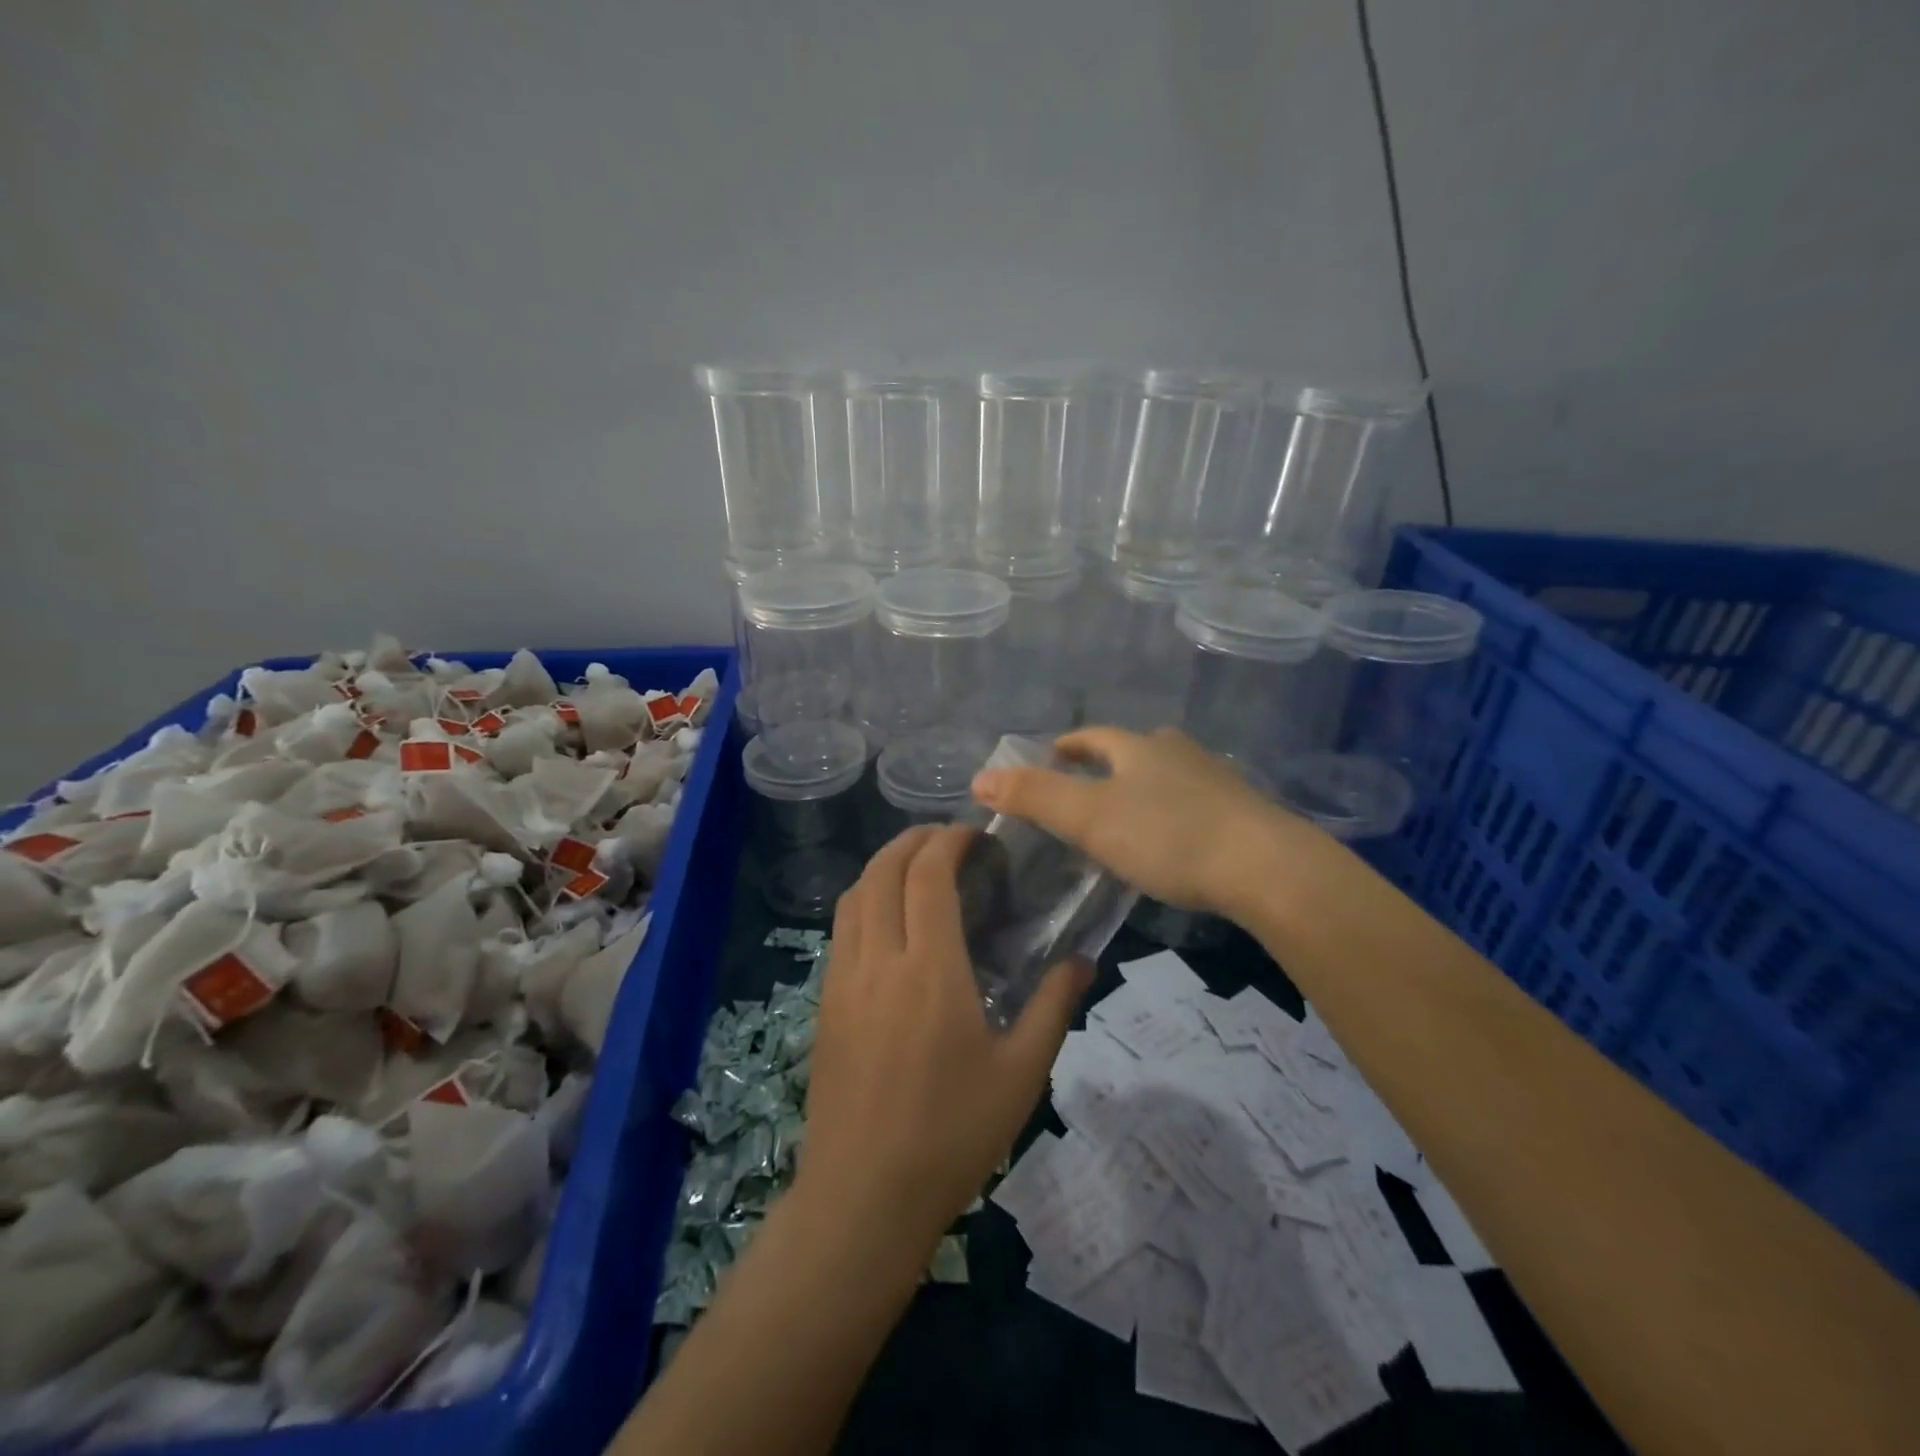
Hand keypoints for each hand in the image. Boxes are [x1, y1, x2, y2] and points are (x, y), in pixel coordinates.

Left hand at [798, 826, 1092, 1250]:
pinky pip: (840, 929)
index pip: (928, 875)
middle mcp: (879, 961)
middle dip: (913, 840)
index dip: (949, 841)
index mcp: (930, 971)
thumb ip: (1053, 1007)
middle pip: (883, 870)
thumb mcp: (1021, 1074)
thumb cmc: (951, 1136)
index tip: (975, 835)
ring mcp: (842, 980)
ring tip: (917, 869)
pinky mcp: (823, 1003)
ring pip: (854, 895)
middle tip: (948, 840)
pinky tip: (888, 922)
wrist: (863, 1198)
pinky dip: (864, 900)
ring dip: (883, 866)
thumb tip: (1083, 961)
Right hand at [971, 726, 1314, 916]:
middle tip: (1090, 780)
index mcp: (1139, 749)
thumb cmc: (1168, 836)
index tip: (1054, 753)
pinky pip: (1198, 803)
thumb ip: (1034, 797)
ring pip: (1172, 773)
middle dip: (1112, 760)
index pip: (1095, 737)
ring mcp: (1217, 782)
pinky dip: (1177, 811)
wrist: (1266, 868)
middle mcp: (1179, 754)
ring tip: (1131, 810)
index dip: (1071, 744)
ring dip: (1147, 784)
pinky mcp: (1245, 815)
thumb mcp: (1090, 818)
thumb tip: (978, 778)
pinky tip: (1178, 839)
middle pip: (1138, 748)